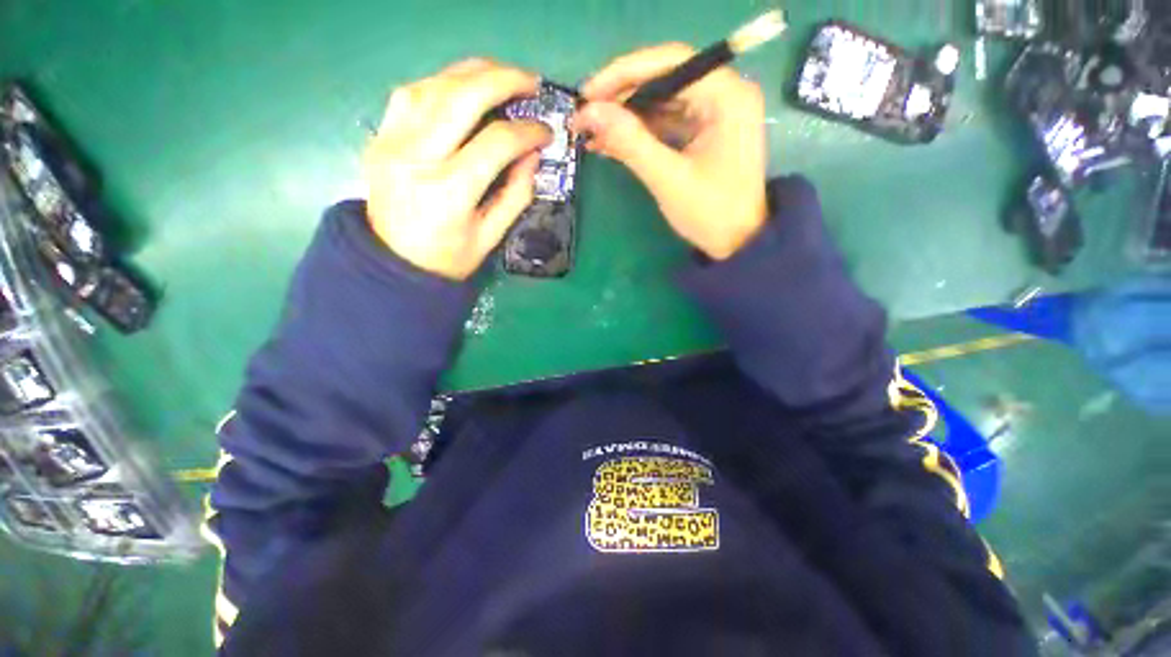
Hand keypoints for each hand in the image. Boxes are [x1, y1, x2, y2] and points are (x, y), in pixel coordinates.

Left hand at [364, 59, 551, 279]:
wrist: (392, 262)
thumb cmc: (447, 257)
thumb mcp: (490, 236)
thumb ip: (515, 195)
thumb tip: (532, 155)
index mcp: (450, 191)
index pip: (496, 142)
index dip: (528, 131)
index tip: (546, 132)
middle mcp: (418, 156)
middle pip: (462, 96)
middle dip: (504, 80)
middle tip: (531, 81)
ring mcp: (392, 141)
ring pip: (434, 85)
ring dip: (473, 73)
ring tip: (502, 76)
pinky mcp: (380, 136)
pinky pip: (411, 93)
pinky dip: (442, 82)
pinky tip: (462, 88)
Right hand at [575, 43, 768, 259]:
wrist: (737, 243)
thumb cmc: (711, 213)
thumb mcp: (668, 178)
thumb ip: (630, 142)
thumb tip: (589, 113)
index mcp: (727, 96)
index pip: (670, 63)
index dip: (623, 74)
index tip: (587, 93)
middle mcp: (725, 94)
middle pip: (664, 80)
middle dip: (621, 98)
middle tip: (584, 115)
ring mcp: (715, 113)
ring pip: (661, 101)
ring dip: (626, 117)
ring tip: (591, 132)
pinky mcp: (705, 131)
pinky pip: (666, 122)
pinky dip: (639, 132)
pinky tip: (611, 142)